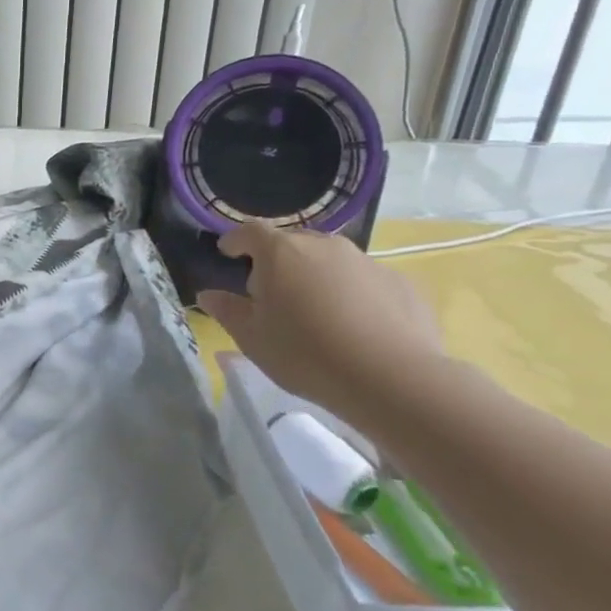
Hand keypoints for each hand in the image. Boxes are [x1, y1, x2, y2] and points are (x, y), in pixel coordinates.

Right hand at [197, 222, 443, 415]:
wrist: (392, 378)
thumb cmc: (305, 353)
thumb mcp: (251, 337)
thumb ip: (227, 310)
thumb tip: (209, 295)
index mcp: (280, 252)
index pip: (250, 232)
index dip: (236, 241)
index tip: (228, 254)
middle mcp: (324, 245)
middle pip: (293, 244)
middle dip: (279, 262)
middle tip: (273, 294)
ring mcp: (367, 261)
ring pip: (331, 261)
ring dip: (318, 277)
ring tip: (317, 313)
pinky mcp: (401, 283)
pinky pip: (366, 282)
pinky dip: (354, 295)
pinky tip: (356, 327)